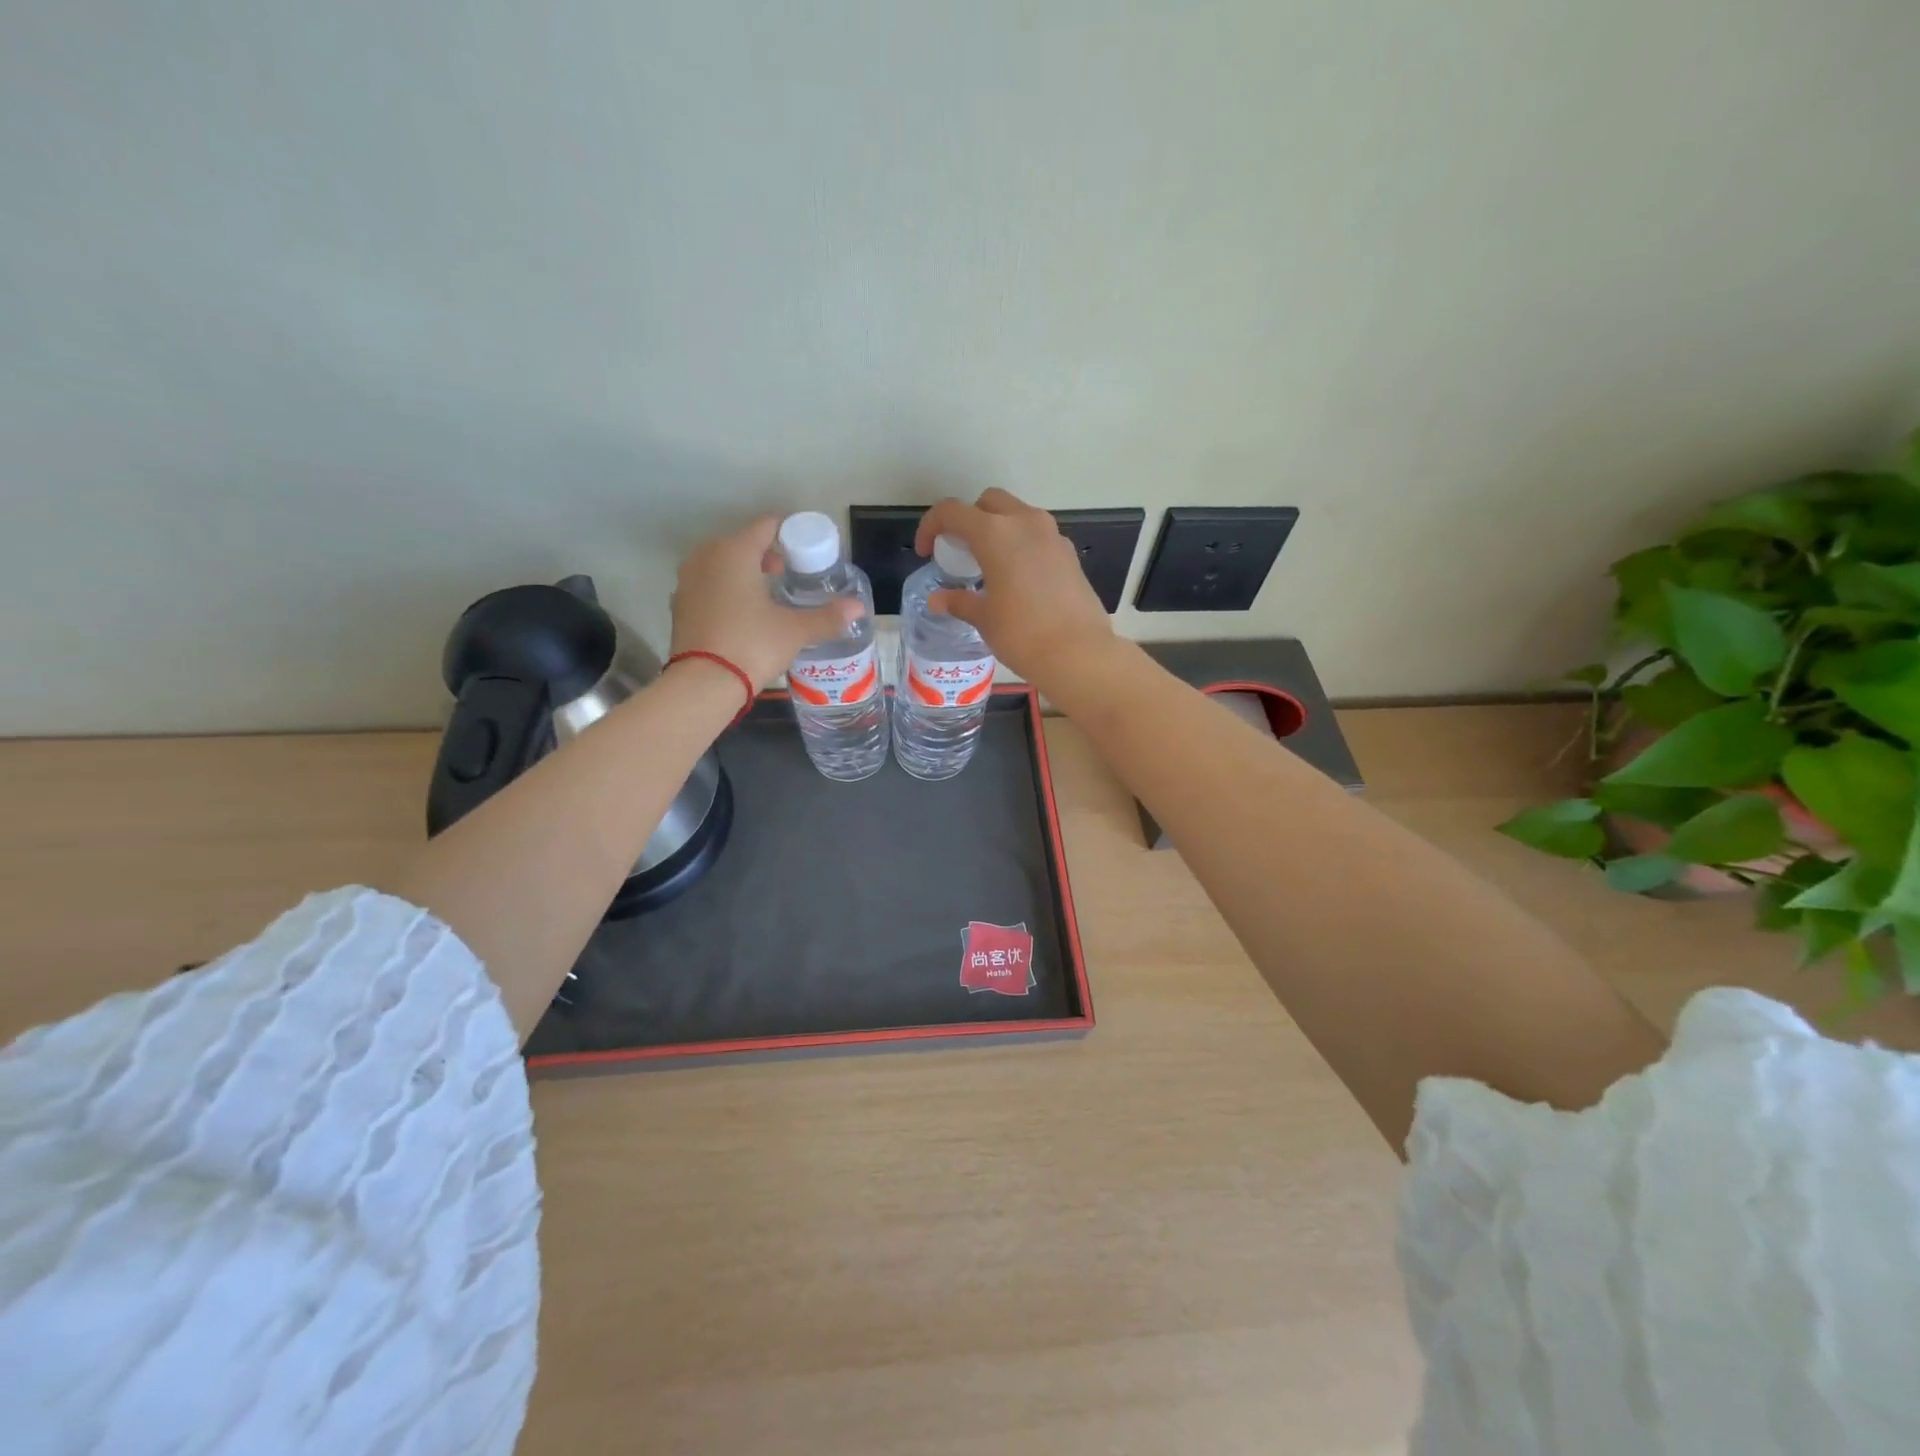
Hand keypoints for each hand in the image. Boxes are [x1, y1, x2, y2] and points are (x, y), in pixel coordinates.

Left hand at [670, 516, 859, 688]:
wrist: (703, 683)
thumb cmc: (752, 645)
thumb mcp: (795, 631)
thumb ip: (827, 617)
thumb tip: (858, 608)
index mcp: (735, 551)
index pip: (767, 525)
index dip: (789, 533)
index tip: (805, 549)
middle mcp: (706, 556)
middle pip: (742, 542)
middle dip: (766, 554)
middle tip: (788, 574)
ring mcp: (688, 580)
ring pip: (721, 563)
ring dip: (744, 571)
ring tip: (766, 594)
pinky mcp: (679, 604)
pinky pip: (708, 584)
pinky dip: (725, 589)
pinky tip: (741, 612)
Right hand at [913, 488, 1117, 686]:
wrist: (1078, 653)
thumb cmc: (1021, 634)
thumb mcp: (984, 618)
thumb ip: (959, 601)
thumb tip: (938, 601)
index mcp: (995, 533)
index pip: (953, 512)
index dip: (932, 526)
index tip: (926, 551)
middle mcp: (1025, 523)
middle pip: (989, 502)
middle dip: (969, 519)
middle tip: (960, 550)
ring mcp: (1052, 536)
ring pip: (1018, 515)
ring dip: (999, 529)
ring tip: (989, 563)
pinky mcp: (1070, 553)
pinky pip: (1039, 536)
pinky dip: (1022, 545)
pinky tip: (1018, 578)